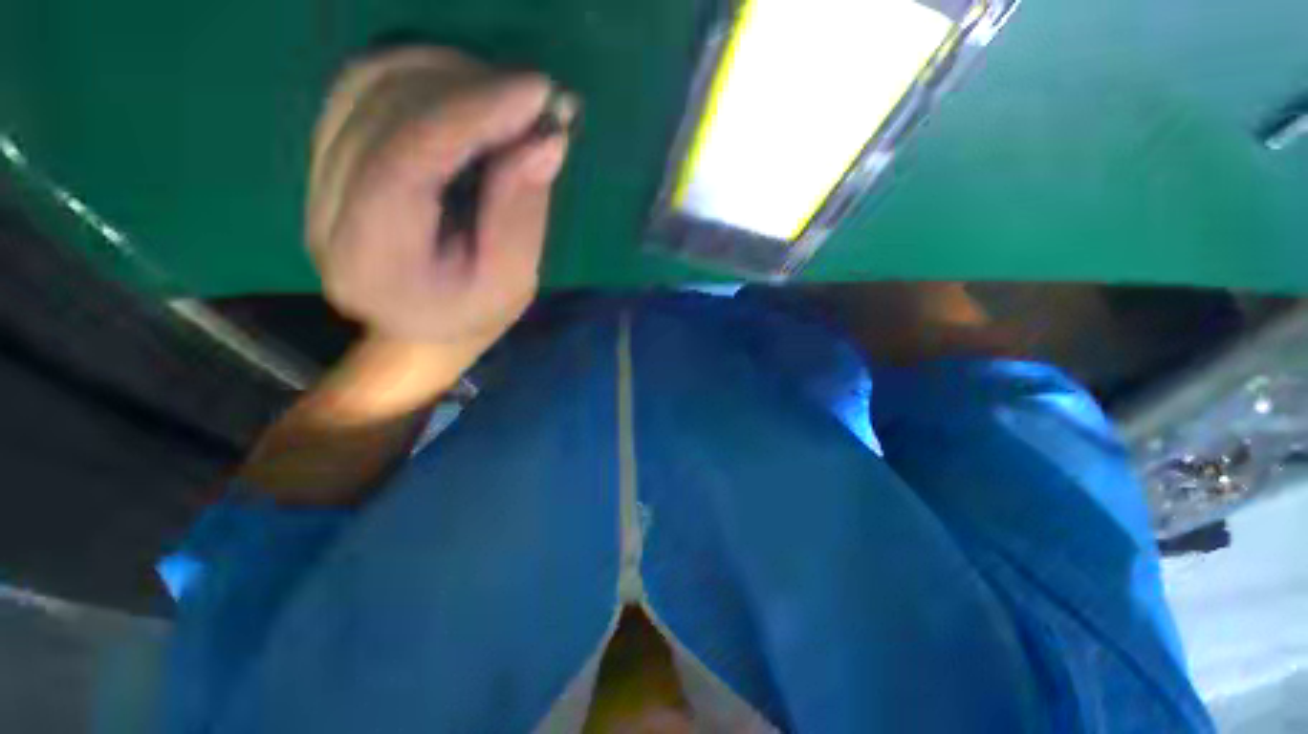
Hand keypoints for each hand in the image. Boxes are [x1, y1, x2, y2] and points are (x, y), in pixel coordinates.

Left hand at [306, 48, 570, 357]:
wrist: (422, 325)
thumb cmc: (474, 314)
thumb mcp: (513, 280)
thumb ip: (523, 211)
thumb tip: (547, 140)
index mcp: (372, 260)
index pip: (405, 160)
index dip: (470, 113)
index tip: (536, 91)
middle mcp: (326, 211)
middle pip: (382, 112)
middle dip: (465, 88)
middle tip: (531, 97)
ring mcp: (315, 177)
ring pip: (367, 85)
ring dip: (445, 73)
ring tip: (503, 95)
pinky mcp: (326, 155)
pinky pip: (363, 86)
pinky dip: (421, 74)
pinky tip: (464, 91)